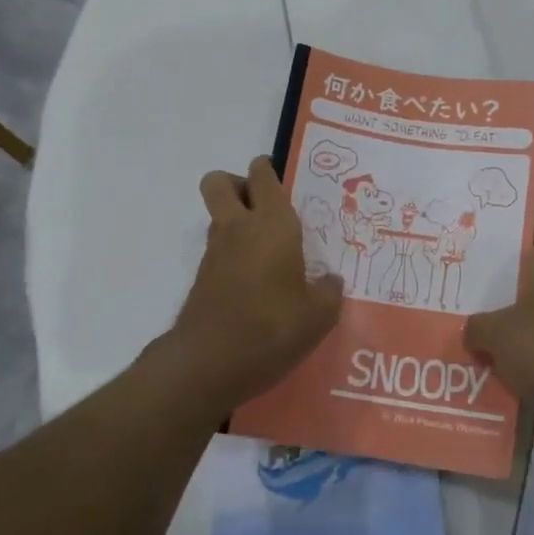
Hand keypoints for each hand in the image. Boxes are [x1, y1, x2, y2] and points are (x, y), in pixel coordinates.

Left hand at [171, 156, 343, 408]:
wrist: (209, 364)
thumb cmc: (272, 327)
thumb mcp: (319, 315)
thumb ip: (329, 292)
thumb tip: (329, 281)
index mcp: (272, 224)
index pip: (263, 177)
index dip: (268, 170)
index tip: (283, 179)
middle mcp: (239, 228)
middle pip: (220, 182)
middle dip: (238, 184)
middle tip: (265, 206)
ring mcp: (216, 253)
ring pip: (218, 216)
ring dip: (237, 221)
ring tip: (271, 250)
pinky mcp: (203, 280)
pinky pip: (219, 251)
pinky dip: (234, 255)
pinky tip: (258, 283)